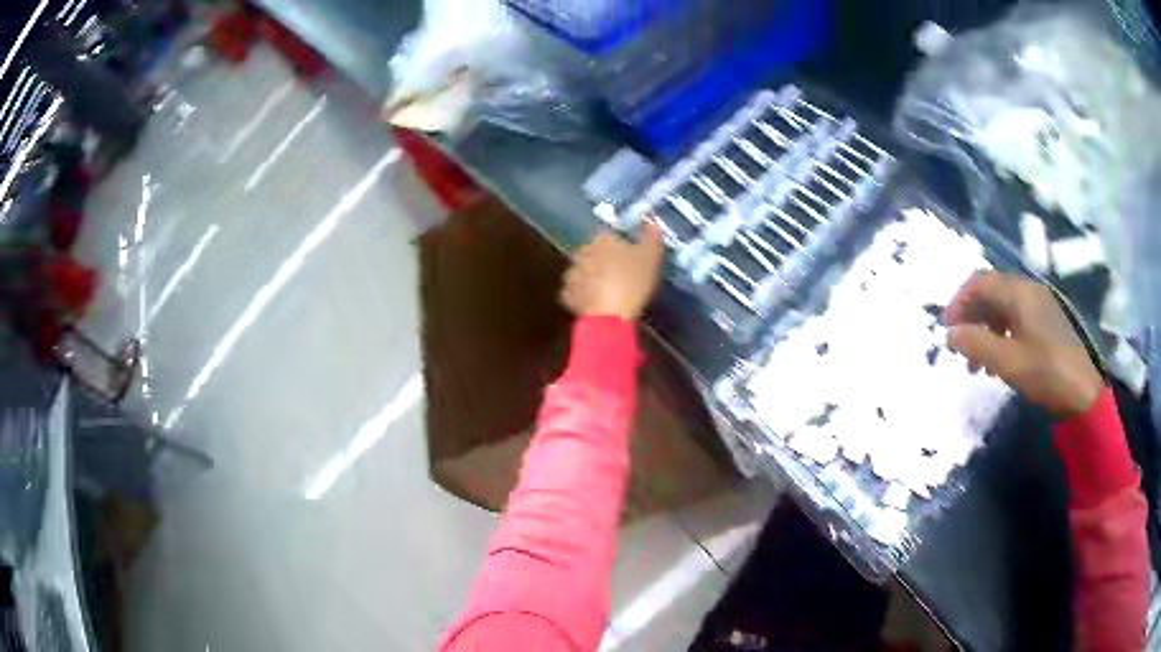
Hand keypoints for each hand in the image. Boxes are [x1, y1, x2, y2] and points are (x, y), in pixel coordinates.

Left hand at [561, 220, 665, 320]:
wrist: (611, 315)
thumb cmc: (633, 281)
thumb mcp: (651, 256)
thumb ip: (651, 235)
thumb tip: (651, 217)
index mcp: (602, 239)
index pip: (607, 235)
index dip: (618, 245)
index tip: (627, 255)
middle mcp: (582, 252)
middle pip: (592, 252)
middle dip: (601, 259)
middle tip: (617, 273)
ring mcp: (572, 274)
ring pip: (581, 271)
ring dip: (590, 277)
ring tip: (605, 289)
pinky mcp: (568, 296)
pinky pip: (575, 292)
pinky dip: (583, 296)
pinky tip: (594, 303)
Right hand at [946, 271, 1103, 418]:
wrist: (1081, 391)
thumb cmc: (1045, 372)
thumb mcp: (1008, 362)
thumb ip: (977, 345)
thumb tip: (950, 333)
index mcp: (1019, 292)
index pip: (980, 282)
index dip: (959, 302)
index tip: (948, 330)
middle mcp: (1028, 290)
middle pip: (991, 292)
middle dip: (971, 317)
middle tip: (960, 348)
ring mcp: (1039, 305)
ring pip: (1002, 307)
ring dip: (985, 329)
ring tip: (978, 363)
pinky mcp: (1045, 322)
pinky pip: (1016, 318)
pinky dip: (1001, 334)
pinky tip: (999, 360)